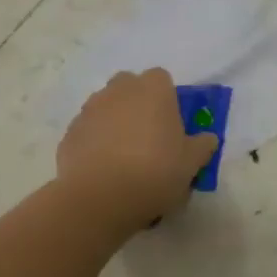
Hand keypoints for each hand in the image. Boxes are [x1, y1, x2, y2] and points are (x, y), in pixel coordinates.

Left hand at [57, 69, 217, 225]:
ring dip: (115, 122)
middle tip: (149, 136)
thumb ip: (202, 145)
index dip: (167, 98)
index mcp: (153, 89)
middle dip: (137, 104)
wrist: (100, 198)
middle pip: (129, 87)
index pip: (161, 78)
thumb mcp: (192, 162)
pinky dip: (95, 143)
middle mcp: (119, 90)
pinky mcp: (69, 134)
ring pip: (106, 107)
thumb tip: (207, 138)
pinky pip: (88, 132)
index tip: (172, 124)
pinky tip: (103, 170)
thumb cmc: (155, 171)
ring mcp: (90, 110)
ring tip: (124, 157)